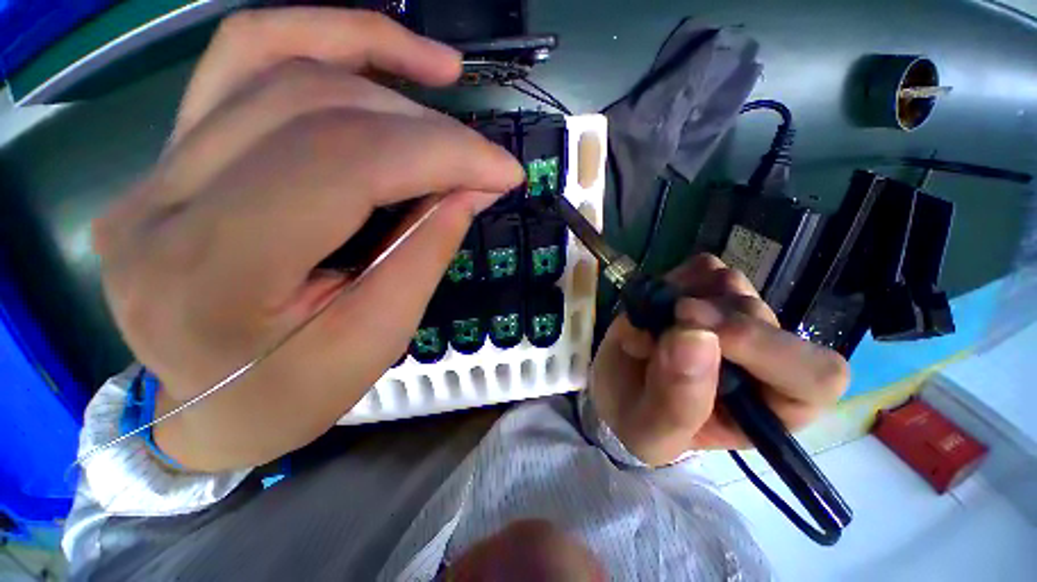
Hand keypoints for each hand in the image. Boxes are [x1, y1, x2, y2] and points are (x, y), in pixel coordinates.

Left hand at [94, 9, 522, 471]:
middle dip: (426, 127)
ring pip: (271, 59)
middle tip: (482, 158)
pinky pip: (241, 63)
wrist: (209, 409)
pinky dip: (319, 40)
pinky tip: (375, 53)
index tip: (503, 171)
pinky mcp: (167, 155)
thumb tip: (472, 187)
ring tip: (441, 71)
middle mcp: (162, 203)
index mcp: (211, 275)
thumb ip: (425, 251)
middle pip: (313, 108)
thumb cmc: (293, 395)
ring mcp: (153, 169)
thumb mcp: (377, 339)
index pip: (345, 166)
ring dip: (373, 53)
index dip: (442, 154)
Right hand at [590, 254, 848, 465]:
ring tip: (651, 326)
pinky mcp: (707, 292)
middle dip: (704, 317)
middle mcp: (764, 358)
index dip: (763, 348)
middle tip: (658, 325)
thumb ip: (678, 398)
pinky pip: (703, 268)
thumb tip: (693, 334)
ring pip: (732, 285)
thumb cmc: (640, 422)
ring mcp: (735, 317)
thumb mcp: (652, 431)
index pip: (814, 375)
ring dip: (682, 298)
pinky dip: (674, 280)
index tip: (695, 333)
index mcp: (771, 409)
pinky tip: (656, 305)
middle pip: (760, 316)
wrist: (618, 390)